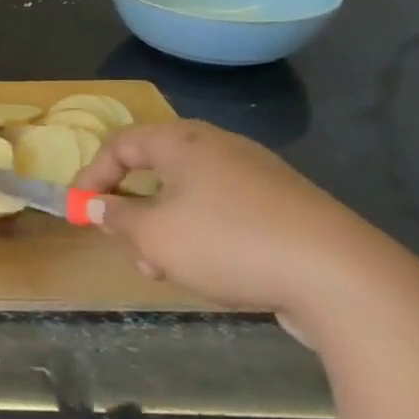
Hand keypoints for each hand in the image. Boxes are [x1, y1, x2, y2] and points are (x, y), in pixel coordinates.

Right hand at [73, 120, 411, 315]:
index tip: (78, 210)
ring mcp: (257, 176)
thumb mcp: (154, 235)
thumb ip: (118, 217)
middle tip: (120, 241)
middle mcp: (219, 148)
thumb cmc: (227, 243)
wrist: (340, 276)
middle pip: (156, 168)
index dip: (92, 175)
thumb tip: (97, 204)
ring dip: (163, 228)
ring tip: (162, 269)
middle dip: (131, 207)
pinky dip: (200, 234)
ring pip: (189, 195)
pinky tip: (207, 270)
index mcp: (183, 142)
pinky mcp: (284, 207)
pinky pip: (224, 211)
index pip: (121, 144)